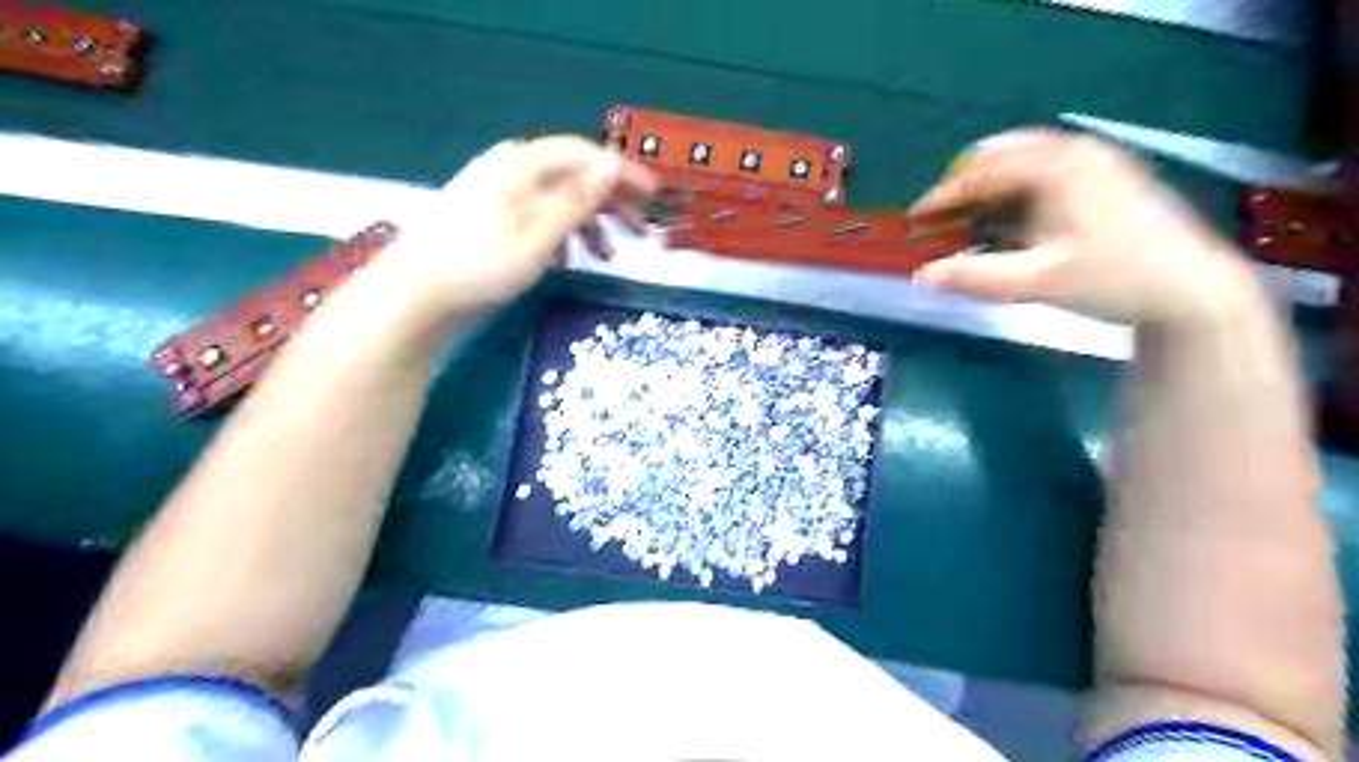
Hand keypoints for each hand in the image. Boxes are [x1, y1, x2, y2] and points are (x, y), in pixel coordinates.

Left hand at [382, 133, 658, 310]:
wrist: (416, 294)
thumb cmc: (481, 264)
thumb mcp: (538, 234)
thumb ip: (577, 199)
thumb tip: (611, 163)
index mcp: (521, 165)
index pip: (584, 155)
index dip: (621, 173)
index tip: (652, 195)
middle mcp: (511, 170)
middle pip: (573, 176)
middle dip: (610, 202)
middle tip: (641, 229)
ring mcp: (498, 194)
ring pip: (557, 199)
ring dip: (588, 224)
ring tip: (607, 256)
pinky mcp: (490, 219)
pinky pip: (538, 216)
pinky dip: (560, 235)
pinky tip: (566, 261)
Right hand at [913, 127, 1264, 325]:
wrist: (1191, 290)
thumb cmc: (1113, 279)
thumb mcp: (1038, 282)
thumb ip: (975, 277)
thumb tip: (920, 277)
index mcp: (1058, 167)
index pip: (981, 173)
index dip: (941, 197)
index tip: (912, 219)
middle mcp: (1075, 153)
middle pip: (1000, 161)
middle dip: (962, 191)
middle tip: (934, 221)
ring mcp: (1094, 164)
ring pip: (1022, 168)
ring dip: (986, 194)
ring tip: (962, 225)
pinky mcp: (1104, 181)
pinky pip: (1043, 179)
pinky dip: (1013, 199)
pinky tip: (1004, 225)